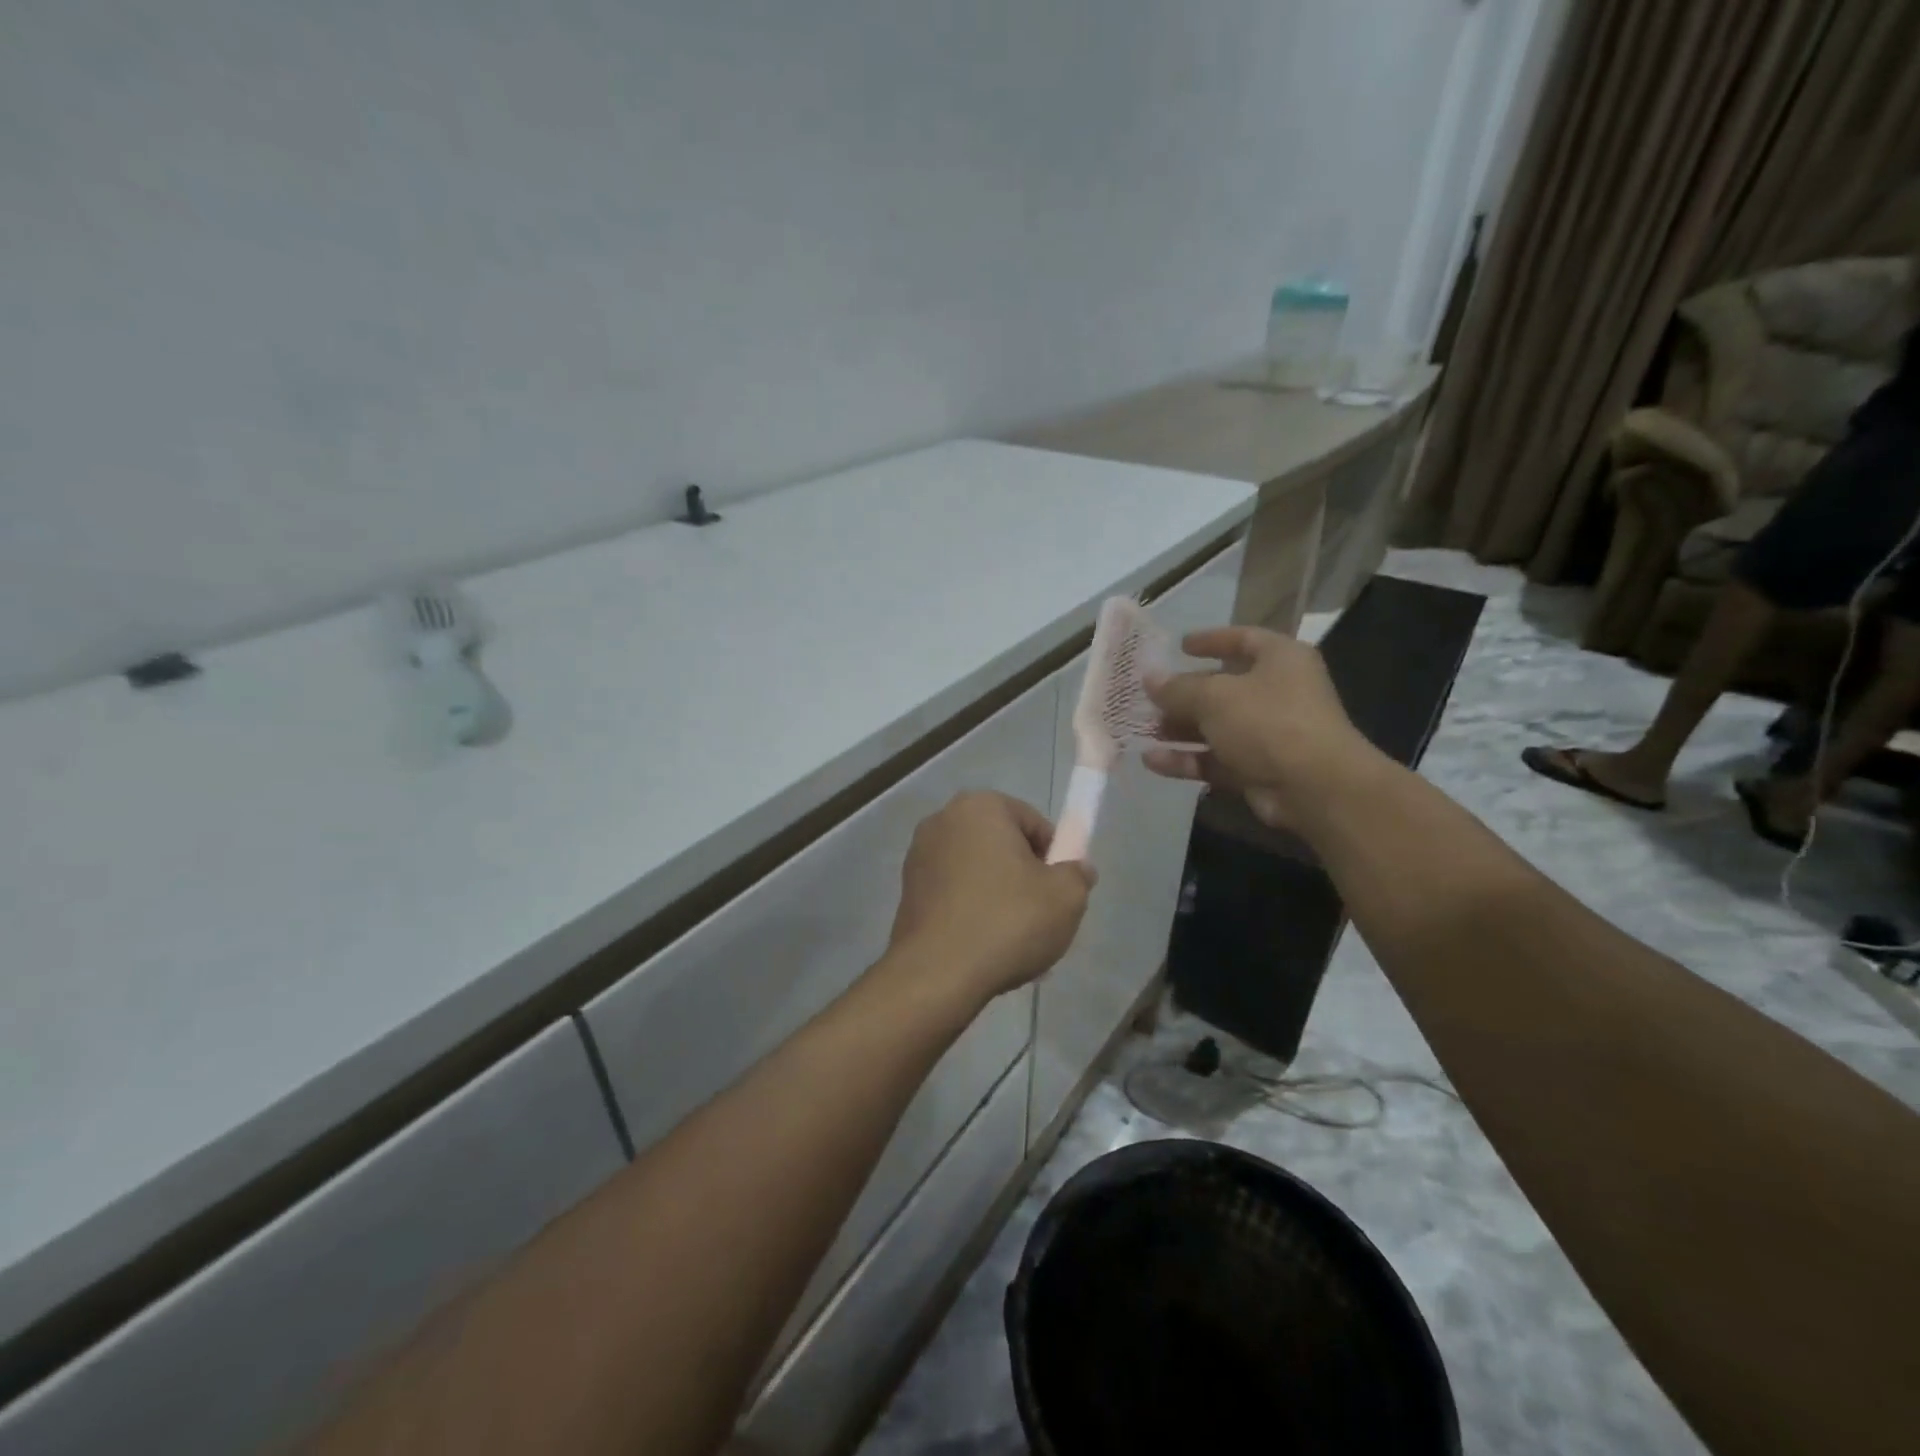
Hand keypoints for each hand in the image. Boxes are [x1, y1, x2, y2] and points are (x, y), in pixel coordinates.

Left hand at [885, 792, 1093, 1007]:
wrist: (937, 974)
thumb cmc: (1008, 922)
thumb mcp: (1066, 897)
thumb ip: (1077, 874)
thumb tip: (1075, 869)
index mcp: (980, 806)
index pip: (1033, 823)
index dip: (1055, 858)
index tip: (1058, 892)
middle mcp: (942, 820)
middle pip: (1002, 846)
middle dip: (1024, 877)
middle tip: (1040, 916)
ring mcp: (919, 856)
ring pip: (978, 872)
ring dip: (999, 897)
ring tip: (1014, 941)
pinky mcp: (907, 891)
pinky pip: (954, 894)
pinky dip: (972, 913)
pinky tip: (986, 948)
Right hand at [1144, 626, 1378, 828]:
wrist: (1314, 787)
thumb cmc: (1268, 722)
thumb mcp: (1214, 697)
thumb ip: (1177, 688)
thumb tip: (1149, 678)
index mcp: (1279, 659)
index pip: (1242, 639)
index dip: (1211, 640)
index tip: (1180, 646)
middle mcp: (1277, 692)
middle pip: (1223, 687)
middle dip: (1184, 694)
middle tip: (1148, 697)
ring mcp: (1268, 733)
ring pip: (1216, 727)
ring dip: (1180, 729)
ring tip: (1144, 730)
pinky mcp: (1257, 769)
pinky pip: (1215, 759)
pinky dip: (1186, 759)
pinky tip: (1152, 761)